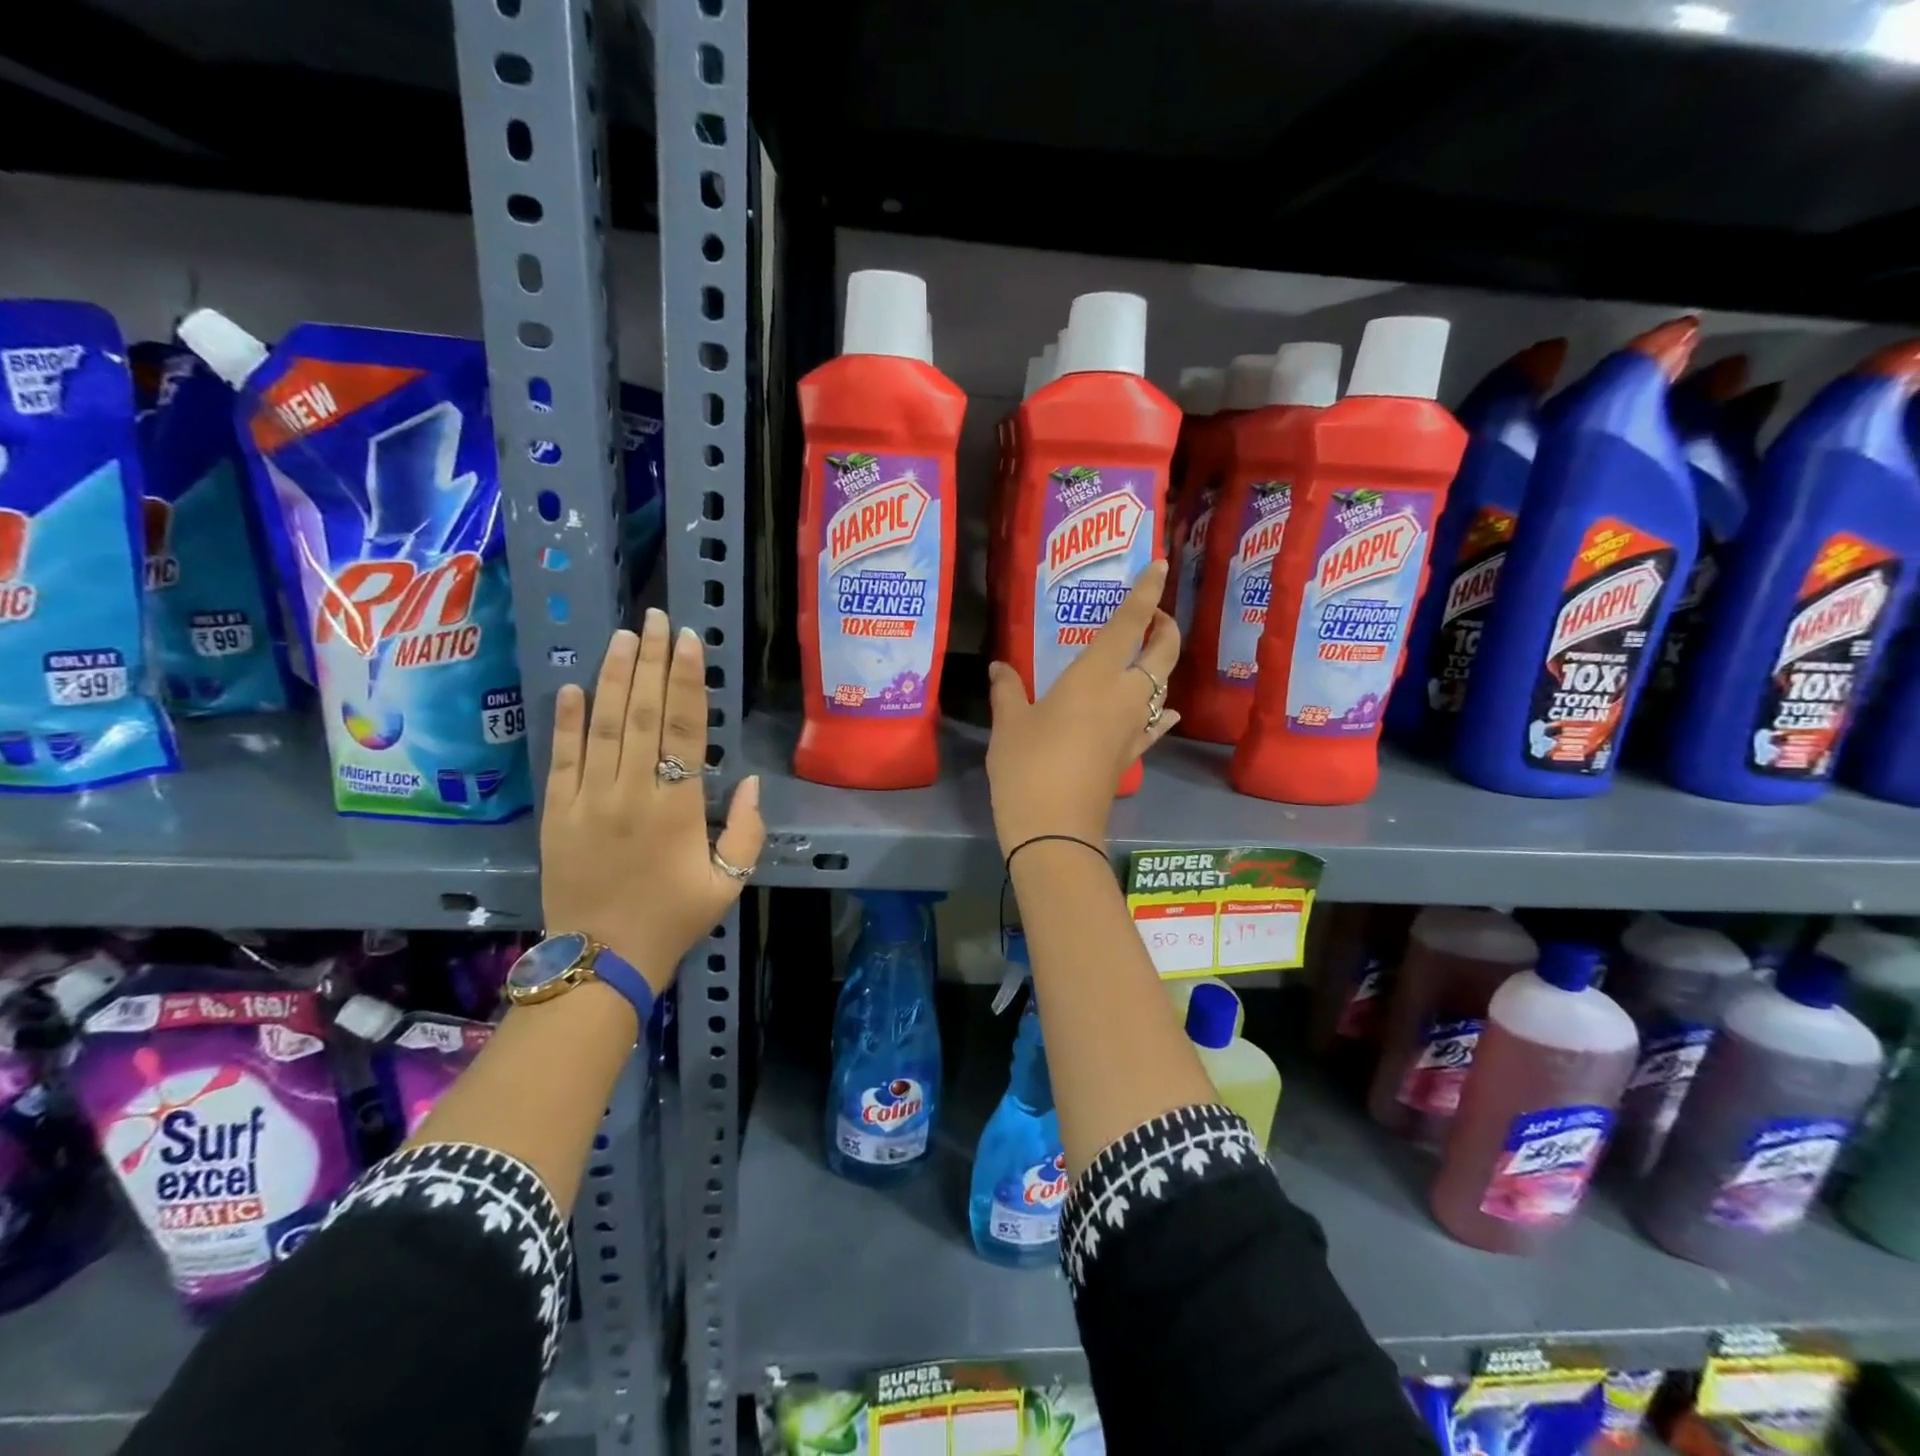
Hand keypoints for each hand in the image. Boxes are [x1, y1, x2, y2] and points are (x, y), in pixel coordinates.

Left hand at [540, 609, 764, 991]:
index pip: (683, 728)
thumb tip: (748, 782)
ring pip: (601, 725)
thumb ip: (746, 831)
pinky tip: (573, 687)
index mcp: (676, 807)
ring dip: (612, 677)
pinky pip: (561, 759)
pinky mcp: (556, 814)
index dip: (686, 680)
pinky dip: (566, 721)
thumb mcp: (728, 883)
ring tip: (622, 637)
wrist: (601, 960)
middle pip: (641, 713)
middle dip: (649, 661)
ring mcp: (587, 800)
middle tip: (655, 618)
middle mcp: (631, 791)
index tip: (687, 641)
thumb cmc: (673, 920)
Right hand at [985, 560, 1180, 853]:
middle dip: (1165, 626)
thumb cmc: (1028, 766)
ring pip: (1162, 686)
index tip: (1160, 564)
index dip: (1148, 592)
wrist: (1055, 830)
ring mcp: (1134, 728)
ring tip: (1142, 655)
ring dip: (1160, 665)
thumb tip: (1000, 667)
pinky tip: (1163, 710)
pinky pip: (1155, 724)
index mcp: (1095, 676)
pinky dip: (1161, 711)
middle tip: (1150, 615)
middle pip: (1163, 653)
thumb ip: (1007, 690)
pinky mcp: (1131, 755)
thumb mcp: (1009, 724)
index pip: (1131, 624)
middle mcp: (1125, 696)